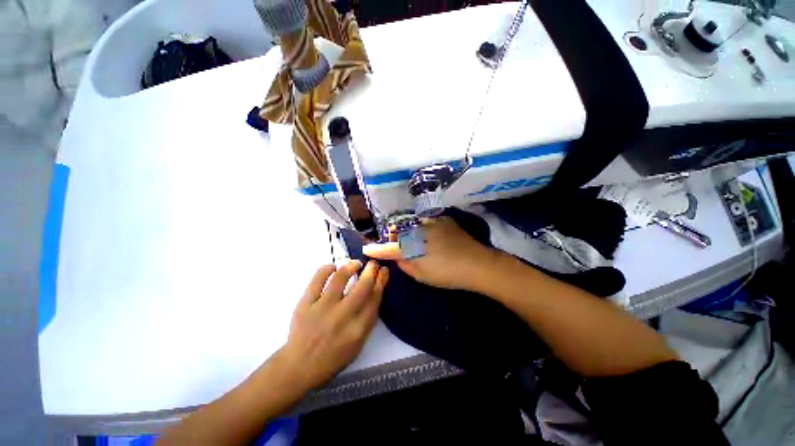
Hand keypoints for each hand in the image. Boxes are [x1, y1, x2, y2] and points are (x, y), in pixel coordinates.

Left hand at [281, 260, 388, 390]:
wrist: (299, 366)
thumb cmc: (333, 357)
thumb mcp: (358, 344)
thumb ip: (368, 319)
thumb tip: (375, 292)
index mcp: (358, 328)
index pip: (375, 297)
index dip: (382, 280)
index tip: (384, 270)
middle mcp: (343, 316)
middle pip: (363, 285)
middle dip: (371, 270)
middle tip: (373, 263)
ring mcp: (323, 308)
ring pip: (340, 278)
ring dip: (351, 266)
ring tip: (355, 264)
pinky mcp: (305, 304)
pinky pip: (317, 279)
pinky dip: (327, 269)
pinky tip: (333, 268)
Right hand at [363, 217, 495, 290]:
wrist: (477, 263)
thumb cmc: (447, 274)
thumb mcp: (422, 275)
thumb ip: (404, 265)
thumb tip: (396, 257)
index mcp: (412, 247)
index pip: (387, 248)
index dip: (375, 249)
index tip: (366, 249)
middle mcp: (417, 230)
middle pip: (398, 230)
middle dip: (395, 237)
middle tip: (402, 246)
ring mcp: (430, 222)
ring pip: (411, 224)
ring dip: (410, 231)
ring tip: (419, 241)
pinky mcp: (442, 219)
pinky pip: (426, 221)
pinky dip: (424, 228)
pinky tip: (433, 236)